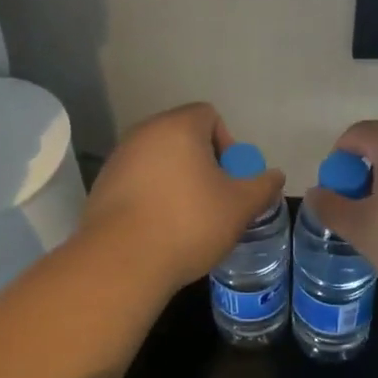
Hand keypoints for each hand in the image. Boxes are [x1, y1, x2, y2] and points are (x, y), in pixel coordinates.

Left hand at [81, 103, 285, 292]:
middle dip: (203, 164)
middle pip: (183, 137)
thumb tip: (275, 176)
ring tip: (187, 218)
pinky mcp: (102, 185)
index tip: (230, 178)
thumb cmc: (189, 223)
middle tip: (215, 199)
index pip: (209, 115)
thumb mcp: (239, 206)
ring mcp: (118, 158)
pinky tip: (159, 228)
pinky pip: (138, 180)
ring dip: (177, 180)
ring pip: (159, 160)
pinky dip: (152, 196)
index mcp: (178, 126)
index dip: (227, 144)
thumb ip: (262, 186)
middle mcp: (144, 132)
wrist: (121, 262)